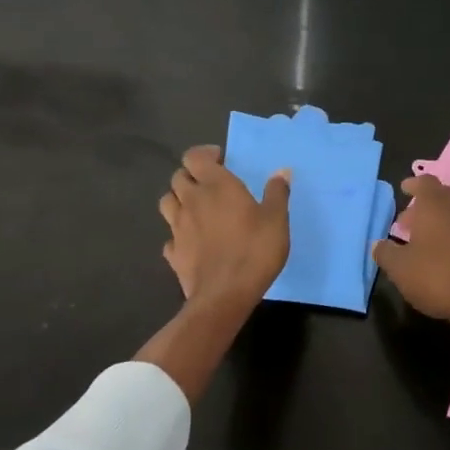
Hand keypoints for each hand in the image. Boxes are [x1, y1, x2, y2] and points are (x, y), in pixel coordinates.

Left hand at [159, 145, 290, 310]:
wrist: (225, 295)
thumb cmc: (254, 250)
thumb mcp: (276, 219)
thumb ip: (277, 193)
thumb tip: (282, 172)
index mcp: (216, 186)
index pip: (194, 156)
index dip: (204, 154)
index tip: (221, 160)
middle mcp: (191, 201)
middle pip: (178, 177)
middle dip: (192, 176)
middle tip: (212, 185)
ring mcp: (178, 228)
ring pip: (167, 202)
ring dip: (179, 200)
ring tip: (198, 208)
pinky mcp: (173, 253)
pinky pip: (170, 235)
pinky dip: (178, 233)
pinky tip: (192, 240)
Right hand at [372, 174, 449, 326]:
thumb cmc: (435, 276)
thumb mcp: (399, 268)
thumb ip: (385, 253)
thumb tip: (377, 244)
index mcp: (434, 206)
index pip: (426, 182)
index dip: (414, 183)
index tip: (404, 189)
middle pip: (439, 196)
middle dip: (421, 204)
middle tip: (404, 221)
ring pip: (449, 214)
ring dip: (432, 220)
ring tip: (414, 240)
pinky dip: (443, 234)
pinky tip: (432, 255)